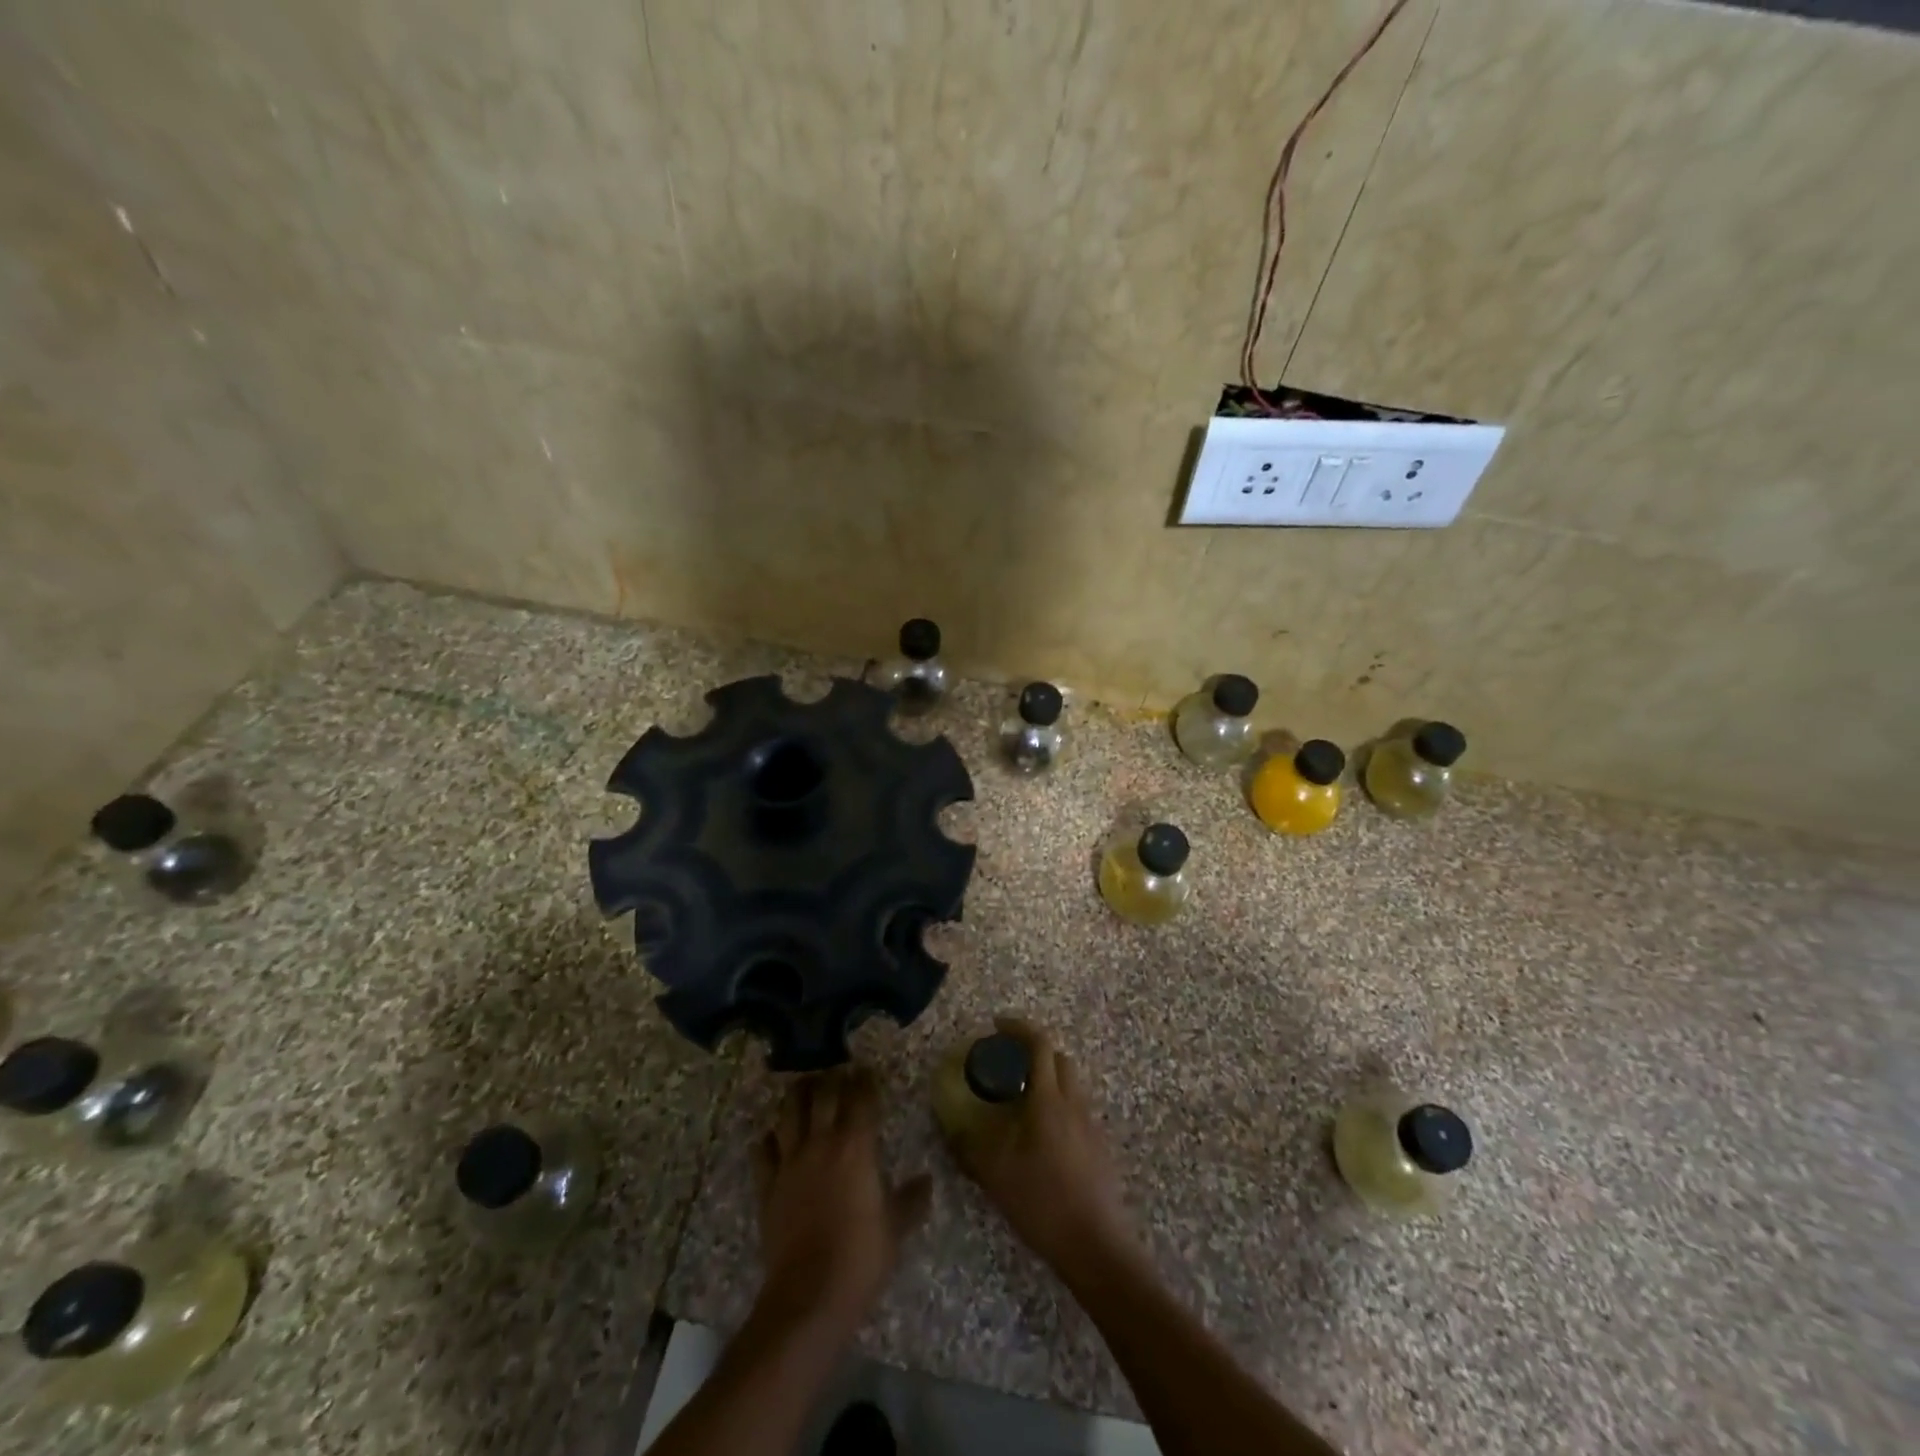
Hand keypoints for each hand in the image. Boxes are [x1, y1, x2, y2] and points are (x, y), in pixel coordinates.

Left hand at [751, 1067, 930, 1336]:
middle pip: (822, 1094)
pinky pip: (763, 1151)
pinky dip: (768, 1139)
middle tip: (836, 1074)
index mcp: (856, 1146)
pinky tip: (772, 1137)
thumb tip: (927, 1180)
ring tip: (803, 1088)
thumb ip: (911, 1199)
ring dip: (797, 1096)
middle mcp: (822, 1142)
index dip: (864, 1080)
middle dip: (830, 1079)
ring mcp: (790, 1162)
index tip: (867, 1071)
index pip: (861, 1097)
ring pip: (788, 1112)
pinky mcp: (767, 1185)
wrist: (810, 1295)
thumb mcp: (895, 1228)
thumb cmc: (861, 1257)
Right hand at [946, 1017, 1137, 1276]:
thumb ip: (969, 1145)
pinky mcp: (1099, 1147)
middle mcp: (1074, 1103)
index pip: (1039, 1044)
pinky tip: (1040, 1135)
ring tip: (1019, 1100)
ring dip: (1046, 1078)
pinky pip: (1076, 1109)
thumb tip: (951, 1125)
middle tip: (1007, 1062)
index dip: (1018, 1028)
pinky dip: (1057, 1105)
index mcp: (1049, 1099)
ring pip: (1070, 1084)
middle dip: (1033, 1051)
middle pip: (1058, 1059)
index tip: (997, 1025)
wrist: (1096, 1245)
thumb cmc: (1042, 1201)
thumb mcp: (995, 1173)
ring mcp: (1091, 1125)